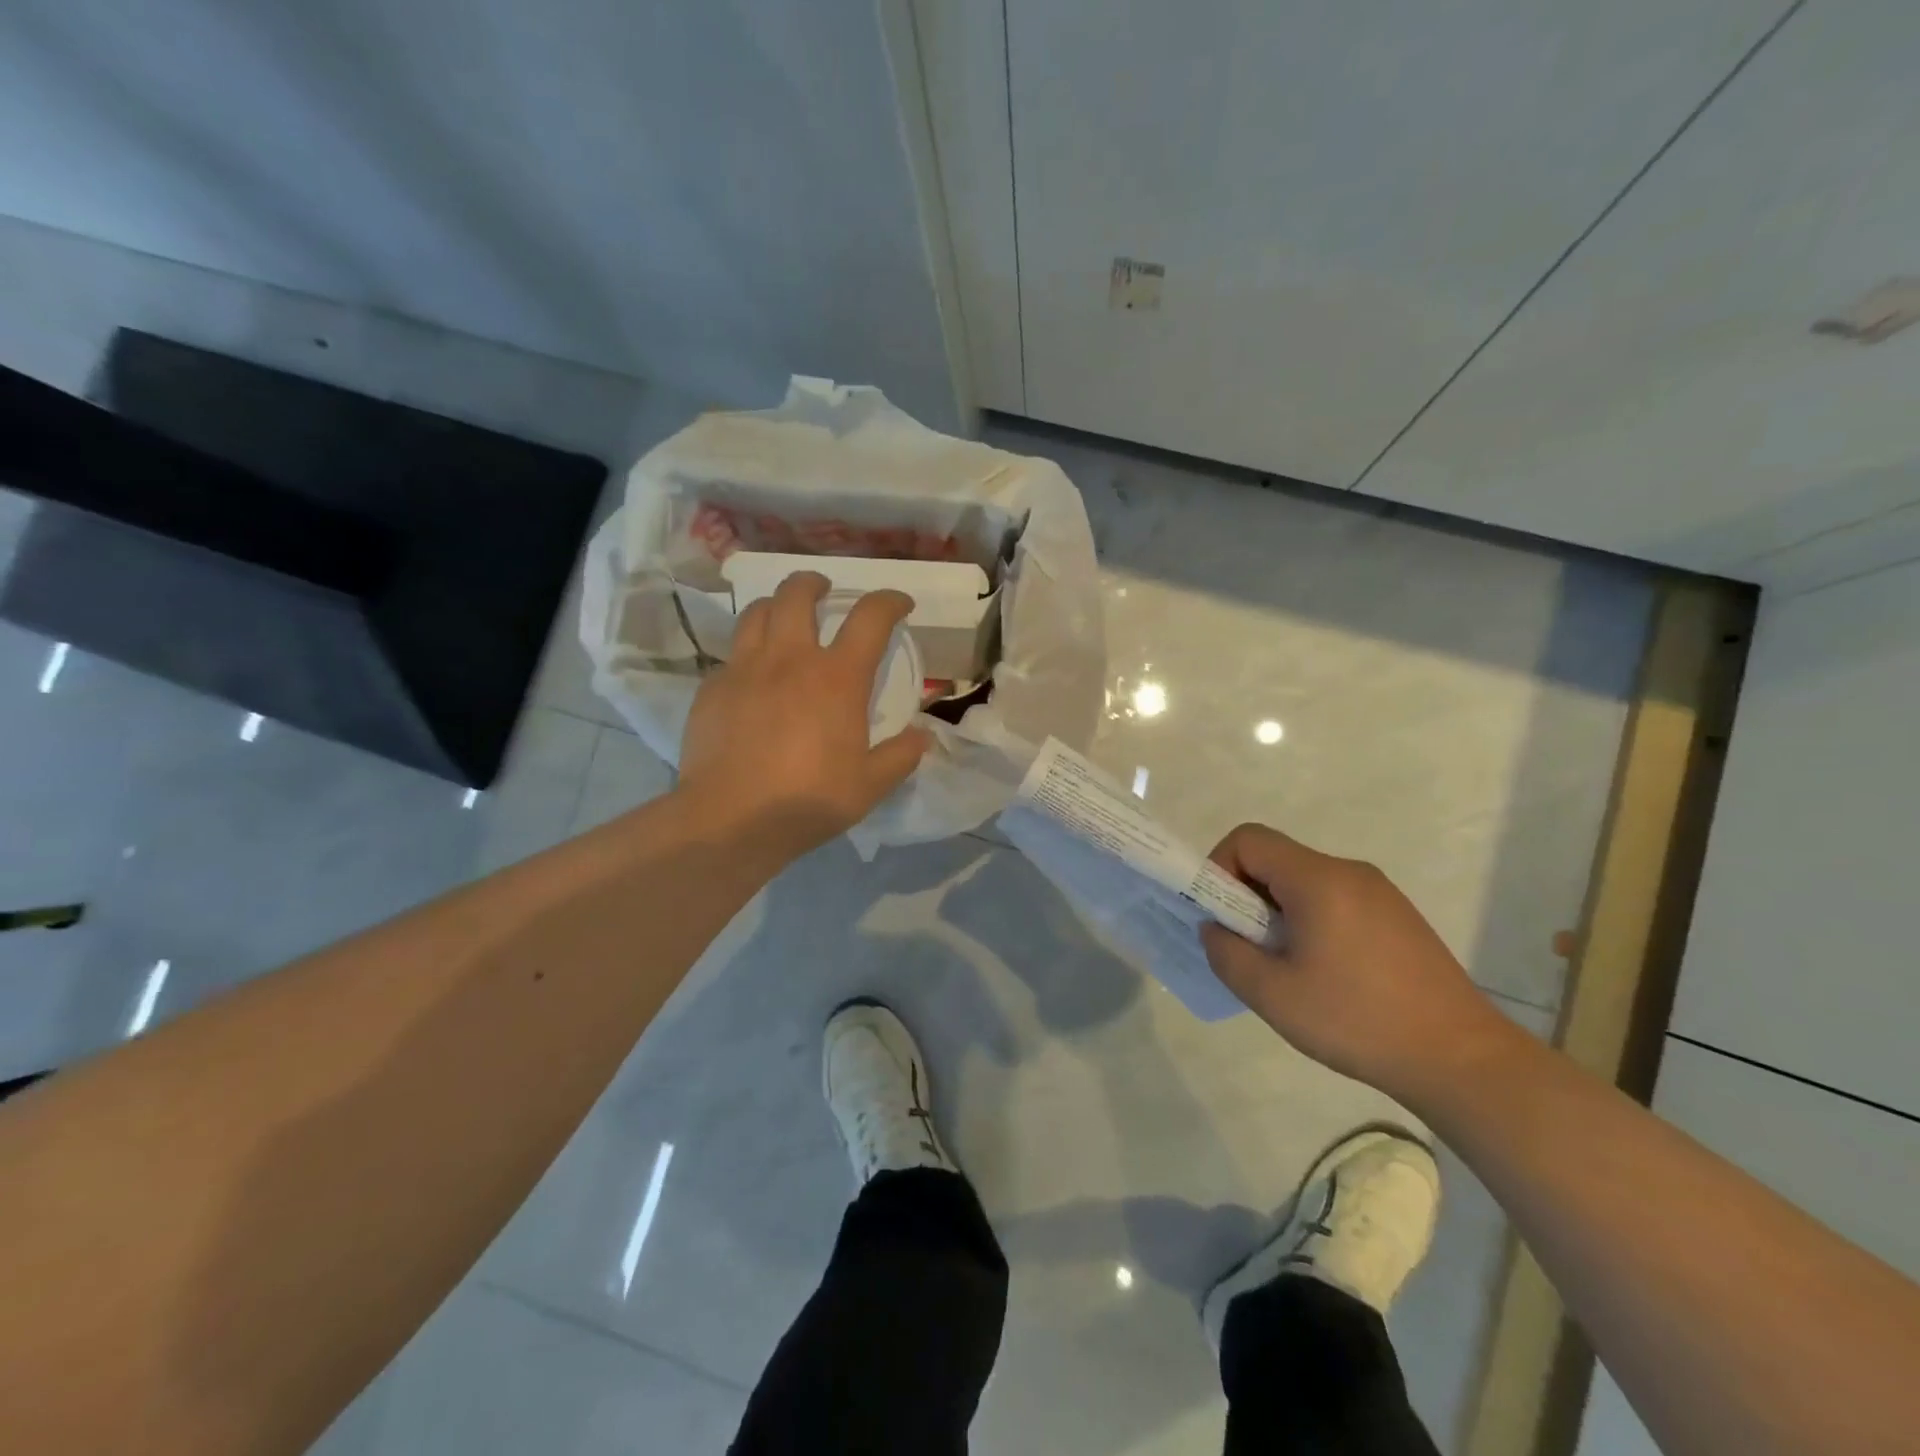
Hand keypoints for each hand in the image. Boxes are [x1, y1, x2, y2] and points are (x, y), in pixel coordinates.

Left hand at [677, 572, 930, 856]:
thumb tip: (922, 737)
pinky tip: (752, 676)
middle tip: (824, 591)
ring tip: (784, 618)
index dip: (890, 601)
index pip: (870, 617)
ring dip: (776, 606)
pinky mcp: (712, 688)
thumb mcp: (870, 785)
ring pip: (757, 612)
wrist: (730, 819)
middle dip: (815, 583)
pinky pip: (732, 654)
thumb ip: (900, 756)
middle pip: (797, 593)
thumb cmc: (808, 799)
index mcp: (837, 677)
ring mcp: (745, 669)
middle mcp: (790, 659)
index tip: (900, 604)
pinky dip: (748, 653)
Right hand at [1199, 824, 1516, 1103]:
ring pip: (1304, 882)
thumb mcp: (1272, 995)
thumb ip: (1226, 953)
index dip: (1218, 868)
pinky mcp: (1398, 917)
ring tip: (1287, 968)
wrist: (1461, 1060)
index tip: (1221, 916)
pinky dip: (1311, 921)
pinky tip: (1326, 974)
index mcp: (1318, 879)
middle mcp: (1349, 872)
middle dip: (1246, 896)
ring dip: (1278, 912)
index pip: (1248, 840)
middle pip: (1276, 859)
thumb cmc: (1358, 1021)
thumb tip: (1215, 929)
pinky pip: (1334, 900)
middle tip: (1249, 948)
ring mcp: (1379, 893)